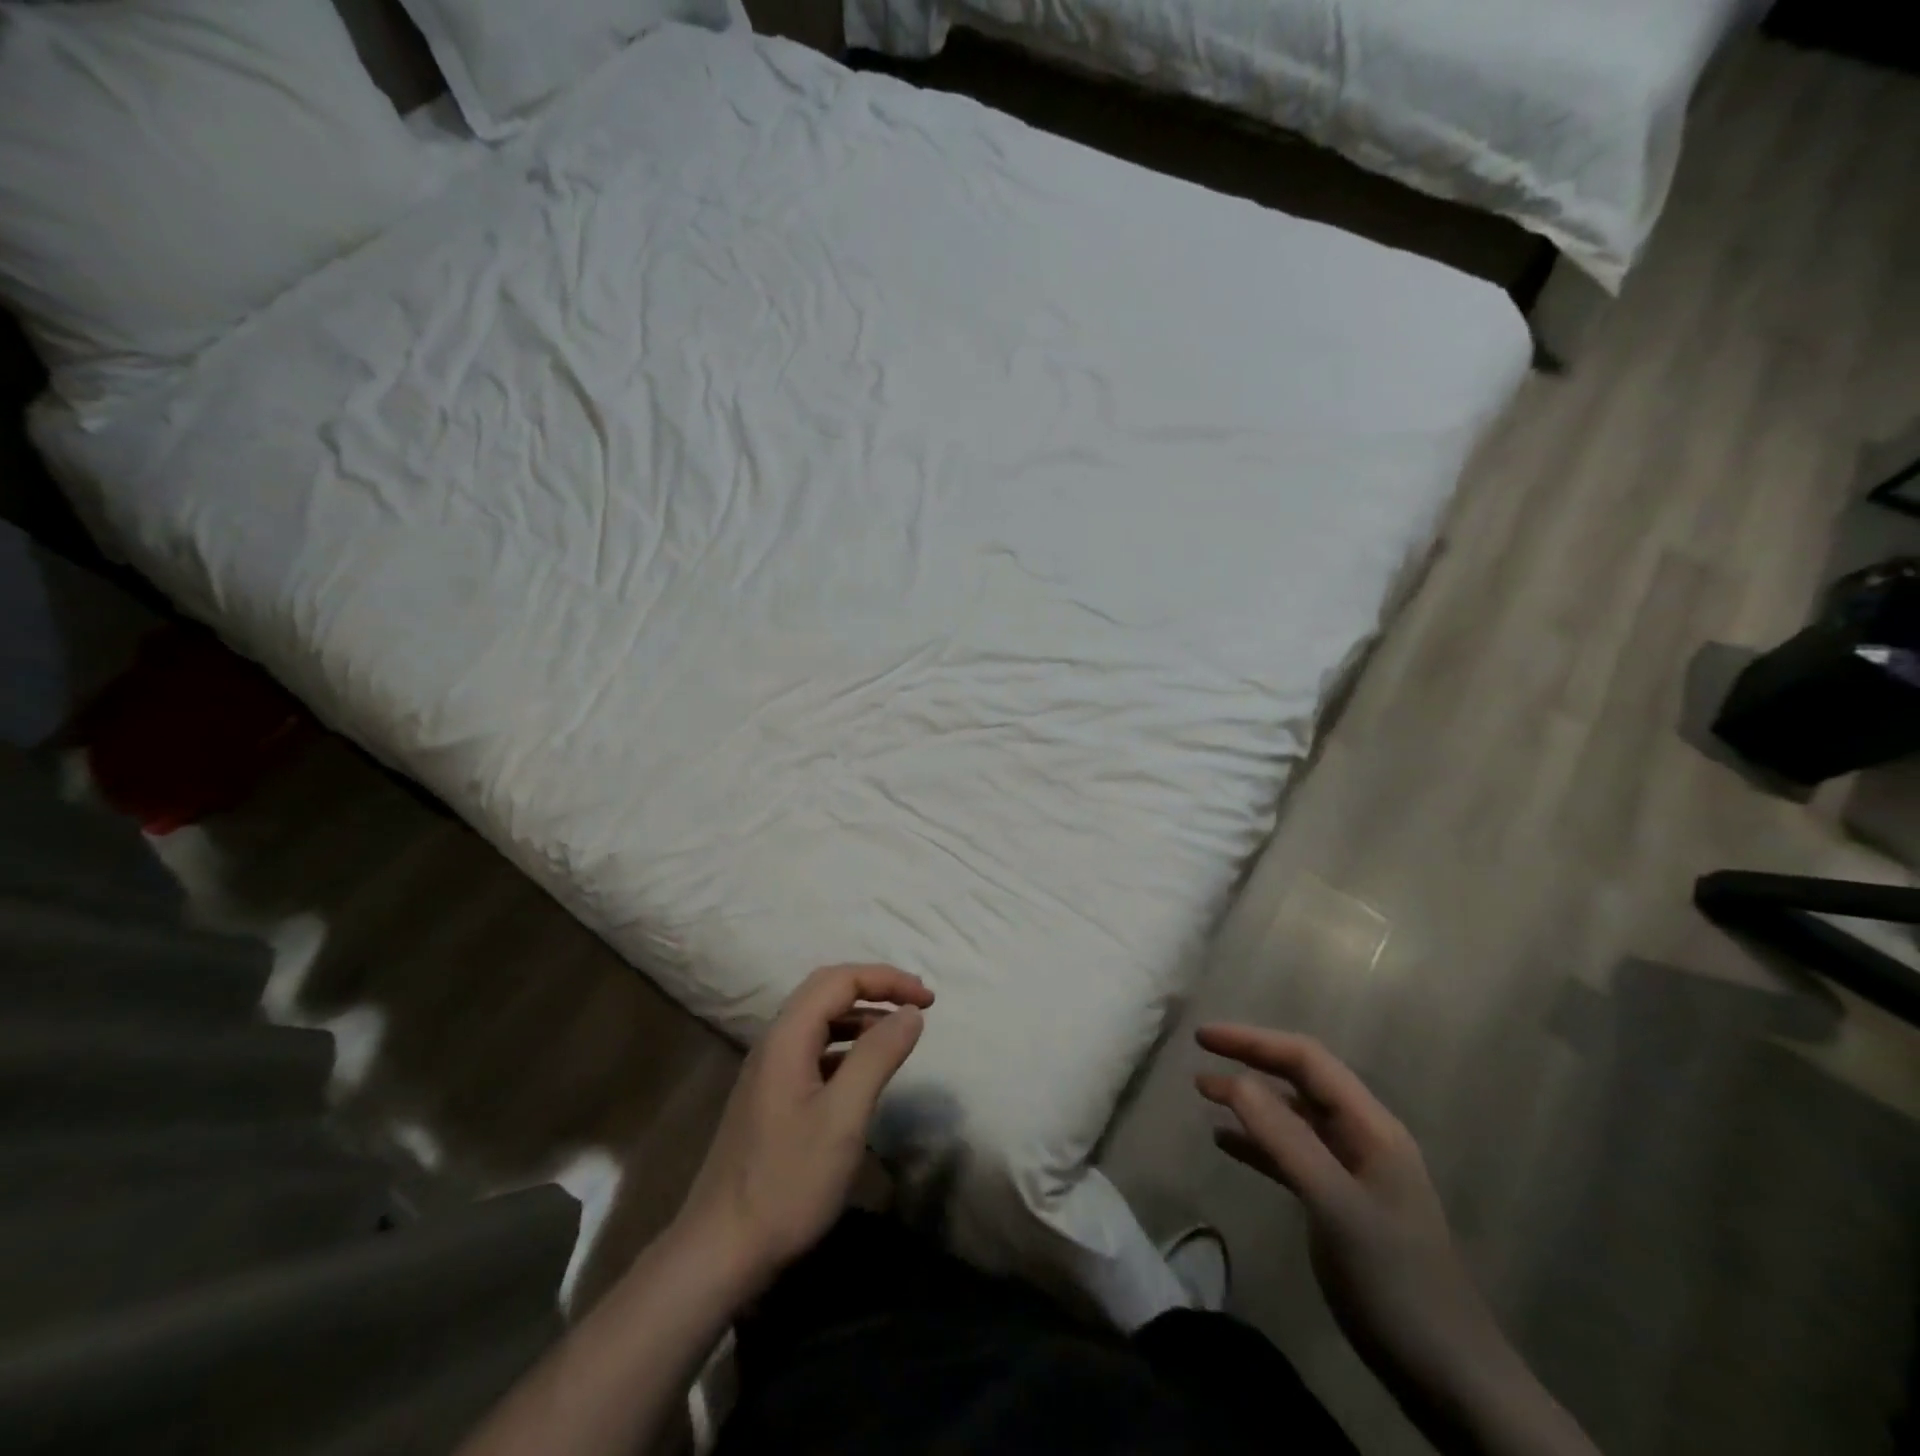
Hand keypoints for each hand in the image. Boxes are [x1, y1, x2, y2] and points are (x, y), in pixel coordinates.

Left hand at [676, 964, 933, 1292]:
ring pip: (819, 1021)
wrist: (719, 1252)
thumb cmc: (787, 1182)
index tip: (929, 1000)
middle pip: (826, 991)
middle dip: (874, 989)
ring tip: (897, 1034)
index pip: (840, 979)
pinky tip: (864, 1073)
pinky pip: (813, 1051)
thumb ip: (877, 1056)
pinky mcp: (770, 1098)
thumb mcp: (843, 1117)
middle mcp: (774, 1043)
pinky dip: (846, 1046)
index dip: (887, 979)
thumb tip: (910, 1013)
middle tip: (916, 1005)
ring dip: (861, 1016)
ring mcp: (768, 1071)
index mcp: (787, 1037)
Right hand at [1195, 1025, 1539, 1446]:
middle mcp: (1363, 1137)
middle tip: (1199, 1055)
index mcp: (1371, 1126)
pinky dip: (1257, 1142)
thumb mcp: (1335, 1206)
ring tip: (1203, 1093)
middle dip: (1250, 1061)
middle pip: (1300, 1080)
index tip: (1203, 1038)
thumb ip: (1285, 1140)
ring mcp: (1353, 1172)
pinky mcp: (1341, 1204)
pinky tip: (1225, 1143)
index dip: (1253, 1041)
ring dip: (1250, 1101)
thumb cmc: (1395, 1283)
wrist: (1451, 1379)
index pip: (1306, 1059)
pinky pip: (1291, 1155)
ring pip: (1293, 1116)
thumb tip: (1235, 1080)